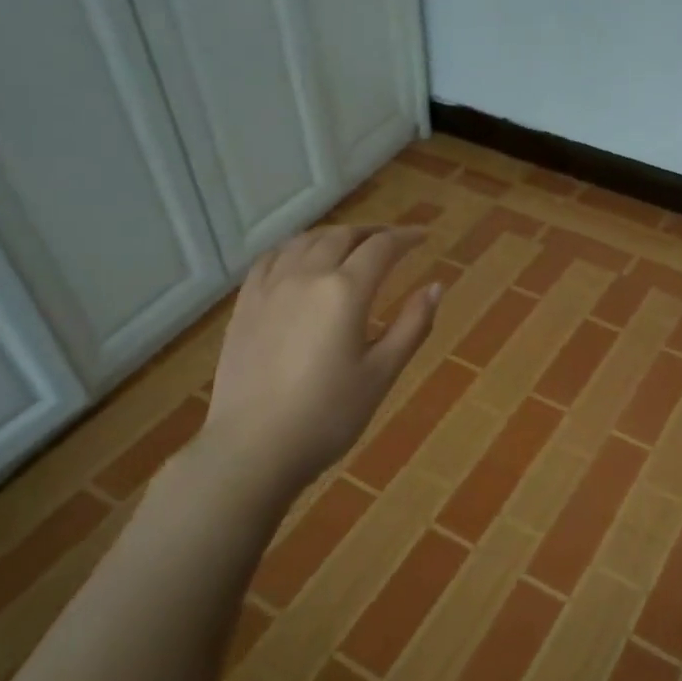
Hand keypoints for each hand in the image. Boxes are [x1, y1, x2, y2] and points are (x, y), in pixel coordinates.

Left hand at [196, 225, 440, 502]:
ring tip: (351, 245)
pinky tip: (300, 258)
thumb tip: (436, 286)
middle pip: (342, 236)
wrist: (254, 447)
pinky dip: (295, 247)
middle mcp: (306, 276)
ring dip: (334, 235)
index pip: (381, 247)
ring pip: (305, 241)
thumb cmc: (329, 416)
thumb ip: (413, 325)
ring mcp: (270, 287)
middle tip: (392, 241)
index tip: (424, 237)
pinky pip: (271, 258)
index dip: (406, 237)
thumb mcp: (382, 373)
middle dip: (372, 233)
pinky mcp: (245, 304)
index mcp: (345, 291)